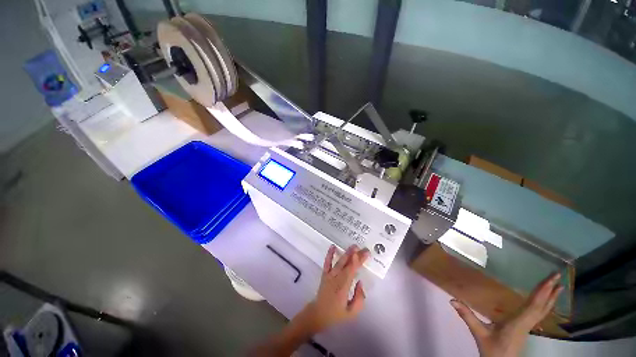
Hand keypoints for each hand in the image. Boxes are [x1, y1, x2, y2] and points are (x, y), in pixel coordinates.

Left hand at [249, 245, 368, 356]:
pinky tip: (332, 246)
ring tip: (350, 244)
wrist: (314, 316)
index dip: (357, 261)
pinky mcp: (323, 276)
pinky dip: (329, 254)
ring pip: (337, 262)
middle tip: (361, 246)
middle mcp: (334, 279)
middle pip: (345, 264)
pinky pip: (326, 263)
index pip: (351, 270)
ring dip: (344, 253)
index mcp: (341, 288)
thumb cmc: (332, 317)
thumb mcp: (350, 314)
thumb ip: (358, 299)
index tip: (364, 253)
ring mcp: (327, 276)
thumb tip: (362, 284)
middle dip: (353, 254)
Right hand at [450, 273, 563, 356]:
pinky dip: (544, 305)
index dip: (542, 292)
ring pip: (542, 311)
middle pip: (541, 307)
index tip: (551, 280)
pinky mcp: (526, 329)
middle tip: (558, 276)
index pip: (533, 306)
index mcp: (518, 323)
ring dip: (550, 298)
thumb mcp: (479, 334)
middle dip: (550, 291)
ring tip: (558, 286)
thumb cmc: (492, 351)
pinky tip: (546, 302)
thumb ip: (468, 316)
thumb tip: (452, 299)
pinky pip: (538, 314)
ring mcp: (528, 327)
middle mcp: (526, 324)